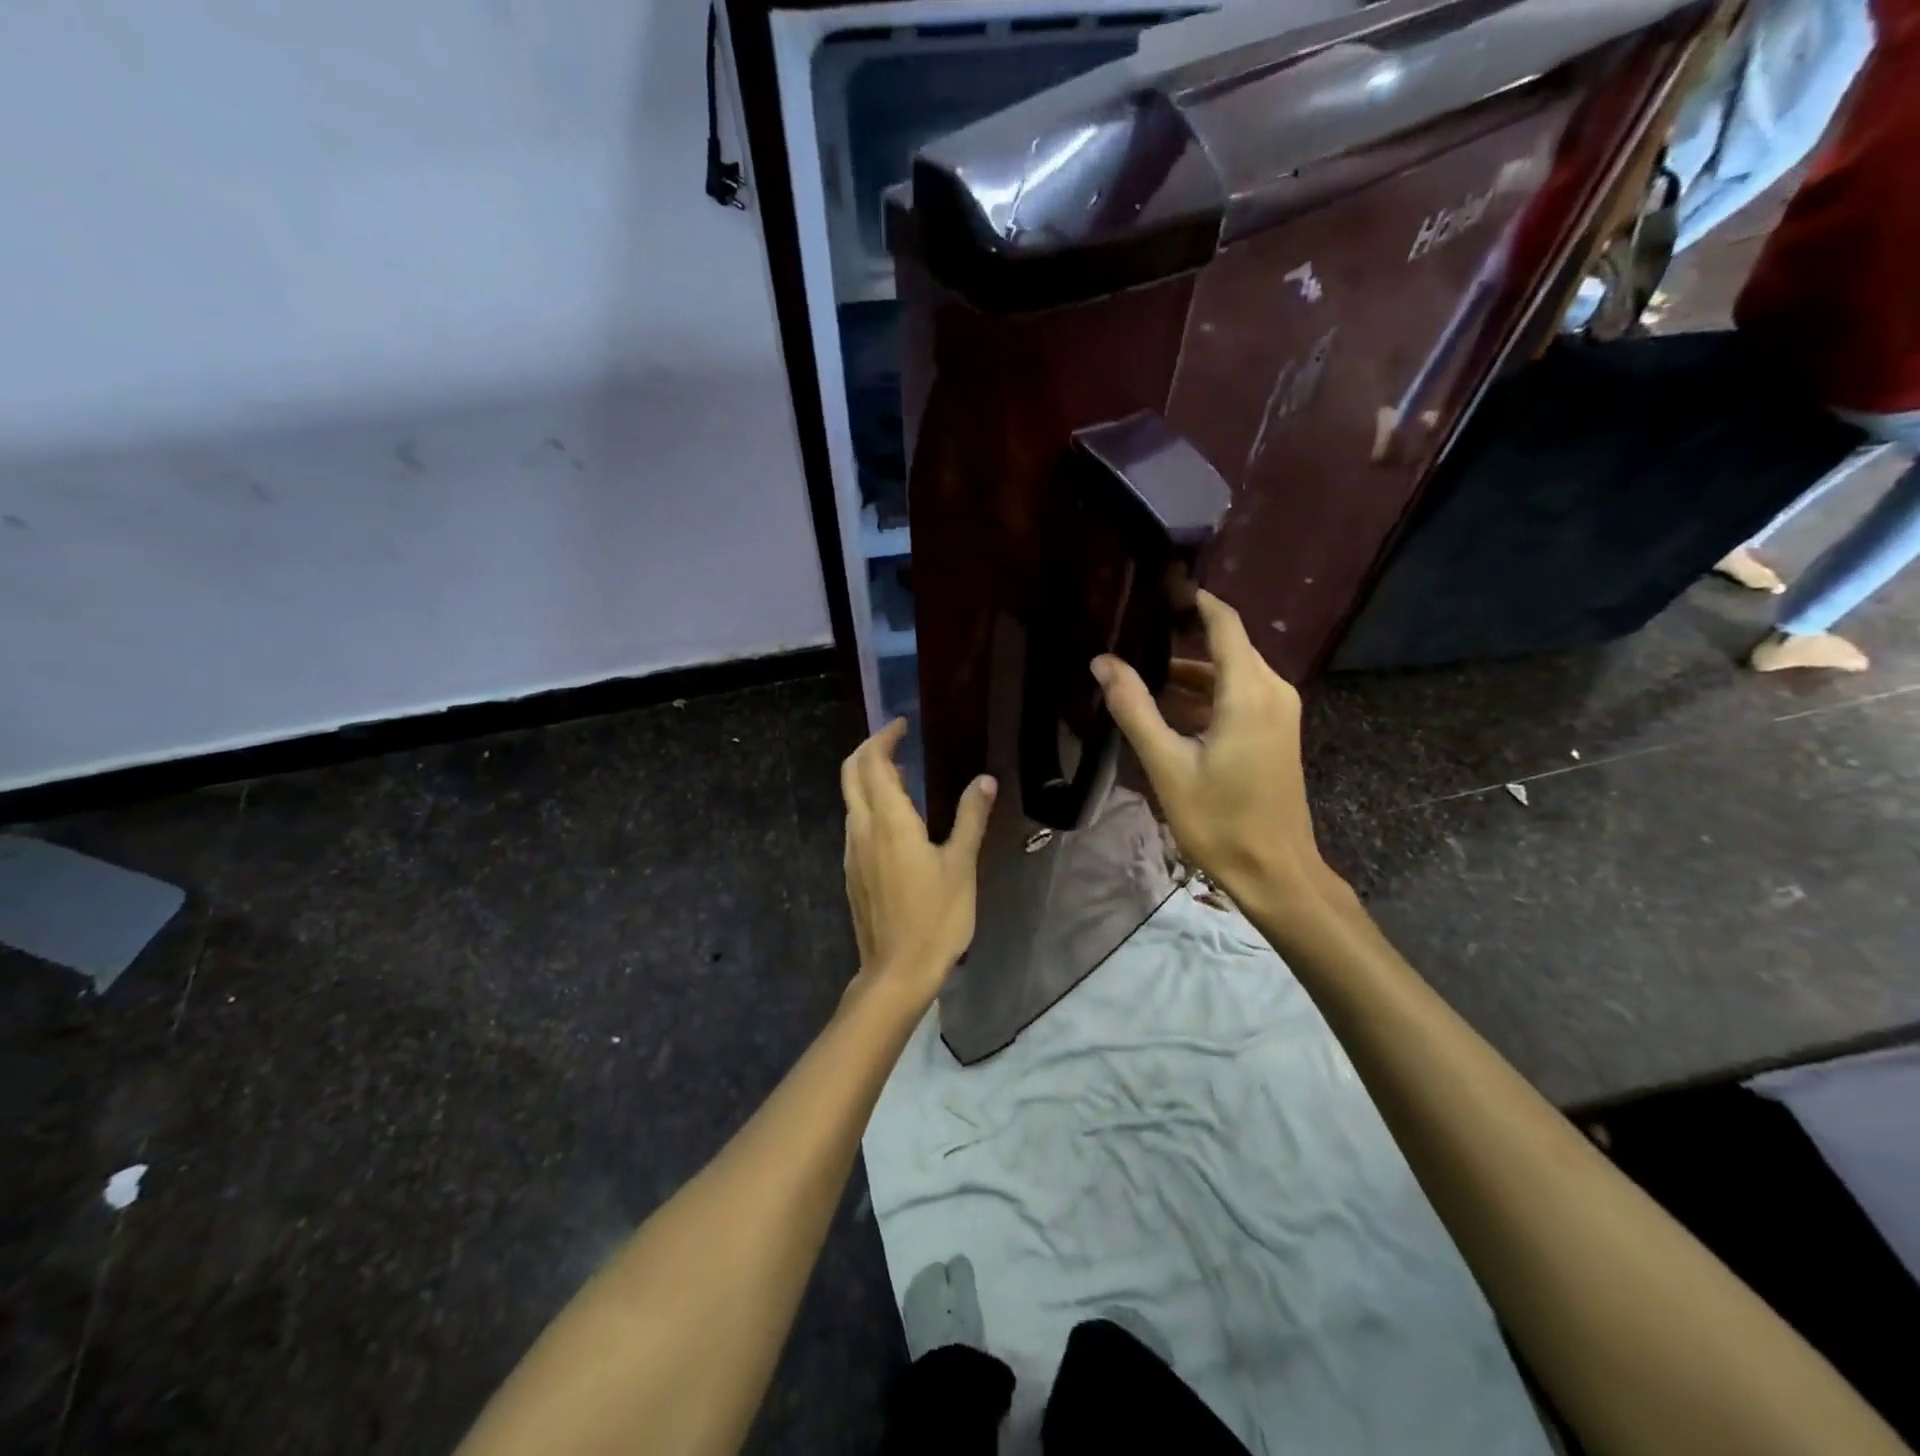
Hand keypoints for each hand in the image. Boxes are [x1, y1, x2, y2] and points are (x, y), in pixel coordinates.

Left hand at [841, 719, 996, 1007]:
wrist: (896, 973)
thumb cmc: (935, 918)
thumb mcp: (960, 865)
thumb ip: (970, 818)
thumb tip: (984, 780)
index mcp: (888, 822)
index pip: (873, 763)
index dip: (884, 738)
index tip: (902, 725)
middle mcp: (862, 829)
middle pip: (851, 774)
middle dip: (869, 749)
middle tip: (897, 739)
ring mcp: (852, 852)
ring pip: (852, 799)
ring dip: (870, 777)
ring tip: (904, 775)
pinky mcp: (852, 871)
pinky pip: (856, 823)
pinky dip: (870, 804)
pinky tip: (897, 819)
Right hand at [1093, 590, 1348, 922]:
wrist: (1276, 870)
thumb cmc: (1220, 819)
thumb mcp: (1167, 764)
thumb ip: (1135, 708)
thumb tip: (1102, 662)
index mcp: (1249, 691)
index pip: (1223, 622)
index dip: (1193, 599)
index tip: (1158, 586)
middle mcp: (1272, 690)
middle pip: (1226, 645)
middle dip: (1181, 635)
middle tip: (1132, 635)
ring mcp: (1278, 711)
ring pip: (1230, 672)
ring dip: (1189, 672)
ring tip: (1138, 675)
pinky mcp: (1275, 731)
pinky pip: (1238, 695)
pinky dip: (1204, 694)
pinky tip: (1167, 709)